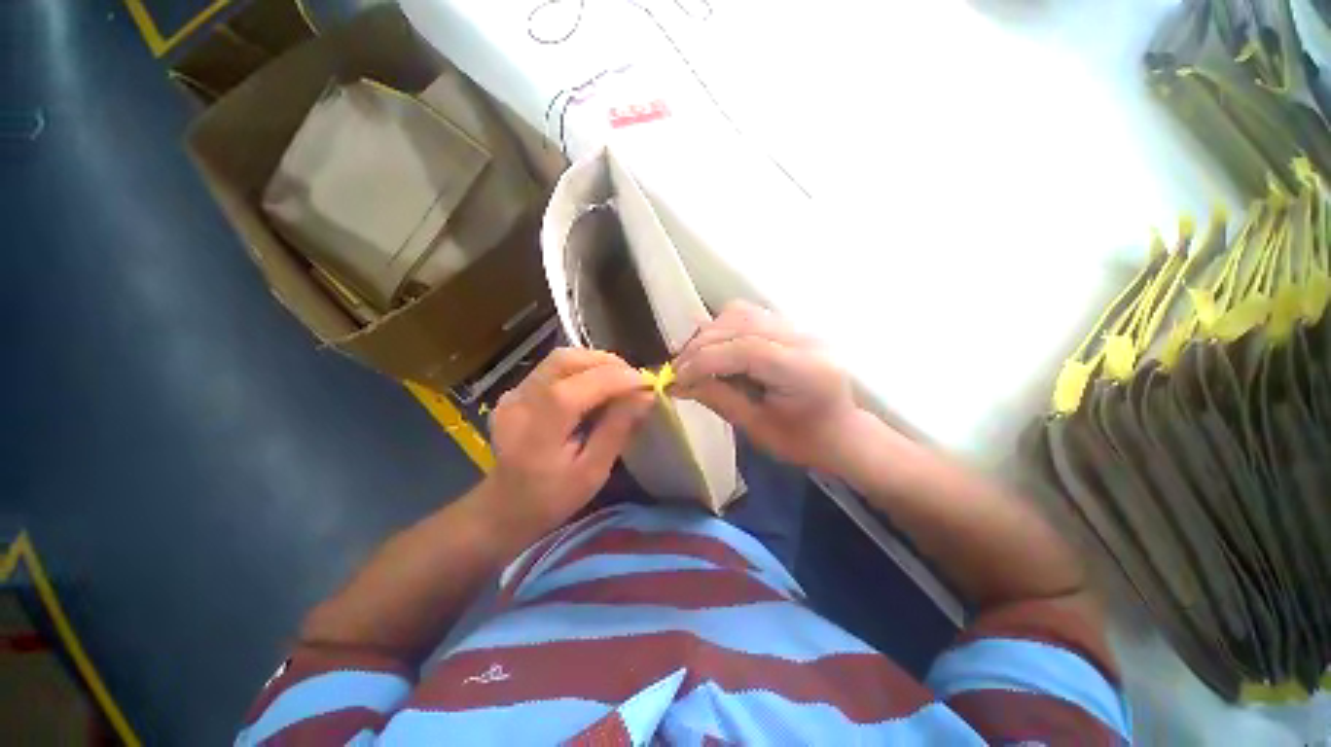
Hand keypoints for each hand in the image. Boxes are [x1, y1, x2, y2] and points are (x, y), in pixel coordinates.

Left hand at [483, 348, 652, 536]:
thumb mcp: (592, 472)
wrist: (504, 508)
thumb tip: (645, 396)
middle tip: (633, 378)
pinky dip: (579, 370)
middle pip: (565, 360)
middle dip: (606, 362)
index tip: (648, 383)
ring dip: (594, 363)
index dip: (617, 378)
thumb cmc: (552, 498)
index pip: (578, 386)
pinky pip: (552, 369)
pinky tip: (593, 387)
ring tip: (618, 380)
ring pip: (559, 359)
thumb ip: (617, 429)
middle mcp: (520, 402)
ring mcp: (513, 394)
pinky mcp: (514, 393)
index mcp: (538, 430)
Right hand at [673, 301, 859, 471]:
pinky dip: (723, 328)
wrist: (841, 431)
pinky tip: (713, 348)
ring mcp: (799, 328)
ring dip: (709, 333)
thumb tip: (677, 384)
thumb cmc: (803, 440)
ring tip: (692, 359)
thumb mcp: (757, 428)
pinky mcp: (790, 326)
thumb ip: (718, 399)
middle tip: (677, 370)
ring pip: (742, 313)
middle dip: (701, 346)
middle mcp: (804, 340)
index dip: (705, 360)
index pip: (746, 350)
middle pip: (741, 324)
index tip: (676, 378)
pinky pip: (749, 315)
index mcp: (804, 371)